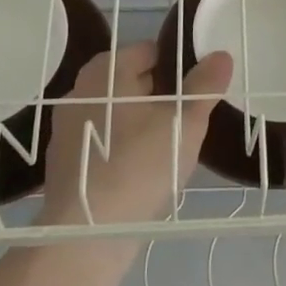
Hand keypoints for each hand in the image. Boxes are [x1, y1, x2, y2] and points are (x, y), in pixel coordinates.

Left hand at [43, 42, 233, 227]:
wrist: (87, 233)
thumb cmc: (139, 165)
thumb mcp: (184, 123)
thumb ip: (204, 87)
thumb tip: (221, 55)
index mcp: (107, 71)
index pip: (149, 51)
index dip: (177, 66)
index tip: (197, 89)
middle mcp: (80, 90)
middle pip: (130, 81)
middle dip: (160, 95)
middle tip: (188, 118)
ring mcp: (67, 127)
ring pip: (115, 113)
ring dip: (140, 123)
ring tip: (170, 147)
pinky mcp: (63, 162)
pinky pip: (102, 142)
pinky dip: (121, 148)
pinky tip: (142, 172)